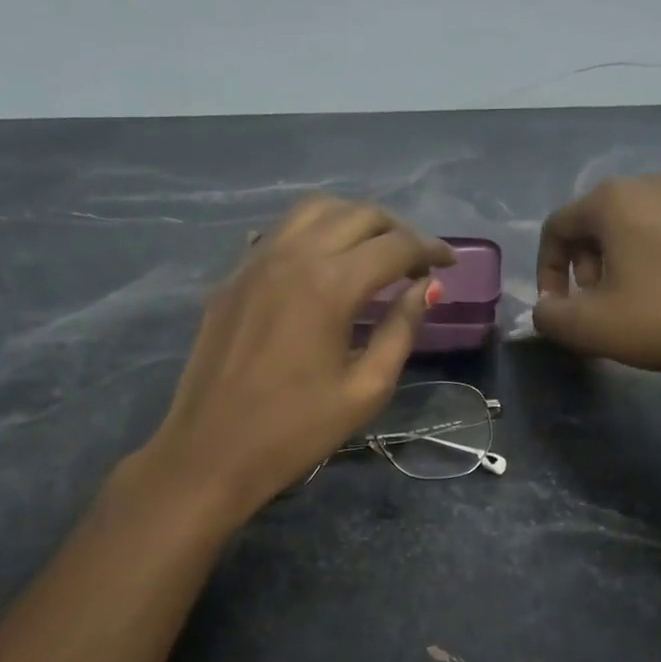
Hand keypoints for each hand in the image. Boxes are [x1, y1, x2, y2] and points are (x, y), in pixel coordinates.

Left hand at [138, 196, 453, 522]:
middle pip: (357, 214)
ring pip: (315, 210)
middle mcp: (293, 256)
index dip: (430, 249)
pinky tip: (324, 262)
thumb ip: (401, 330)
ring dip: (354, 220)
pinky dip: (314, 232)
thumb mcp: (366, 389)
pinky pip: (281, 232)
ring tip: (374, 251)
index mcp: (330, 285)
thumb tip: (425, 289)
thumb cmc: (296, 430)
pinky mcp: (233, 276)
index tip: (450, 263)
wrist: (211, 451)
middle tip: (416, 258)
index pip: (394, 246)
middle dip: (396, 229)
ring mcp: (256, 260)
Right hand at [534, 173, 660, 402]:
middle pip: (595, 224)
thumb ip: (548, 316)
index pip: (556, 228)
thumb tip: (546, 309)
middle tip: (595, 307)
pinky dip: (656, 261)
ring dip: (619, 265)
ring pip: (634, 229)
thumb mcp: (589, 327)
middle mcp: (651, 184)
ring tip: (632, 305)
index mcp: (612, 199)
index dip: (547, 272)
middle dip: (584, 268)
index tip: (558, 310)